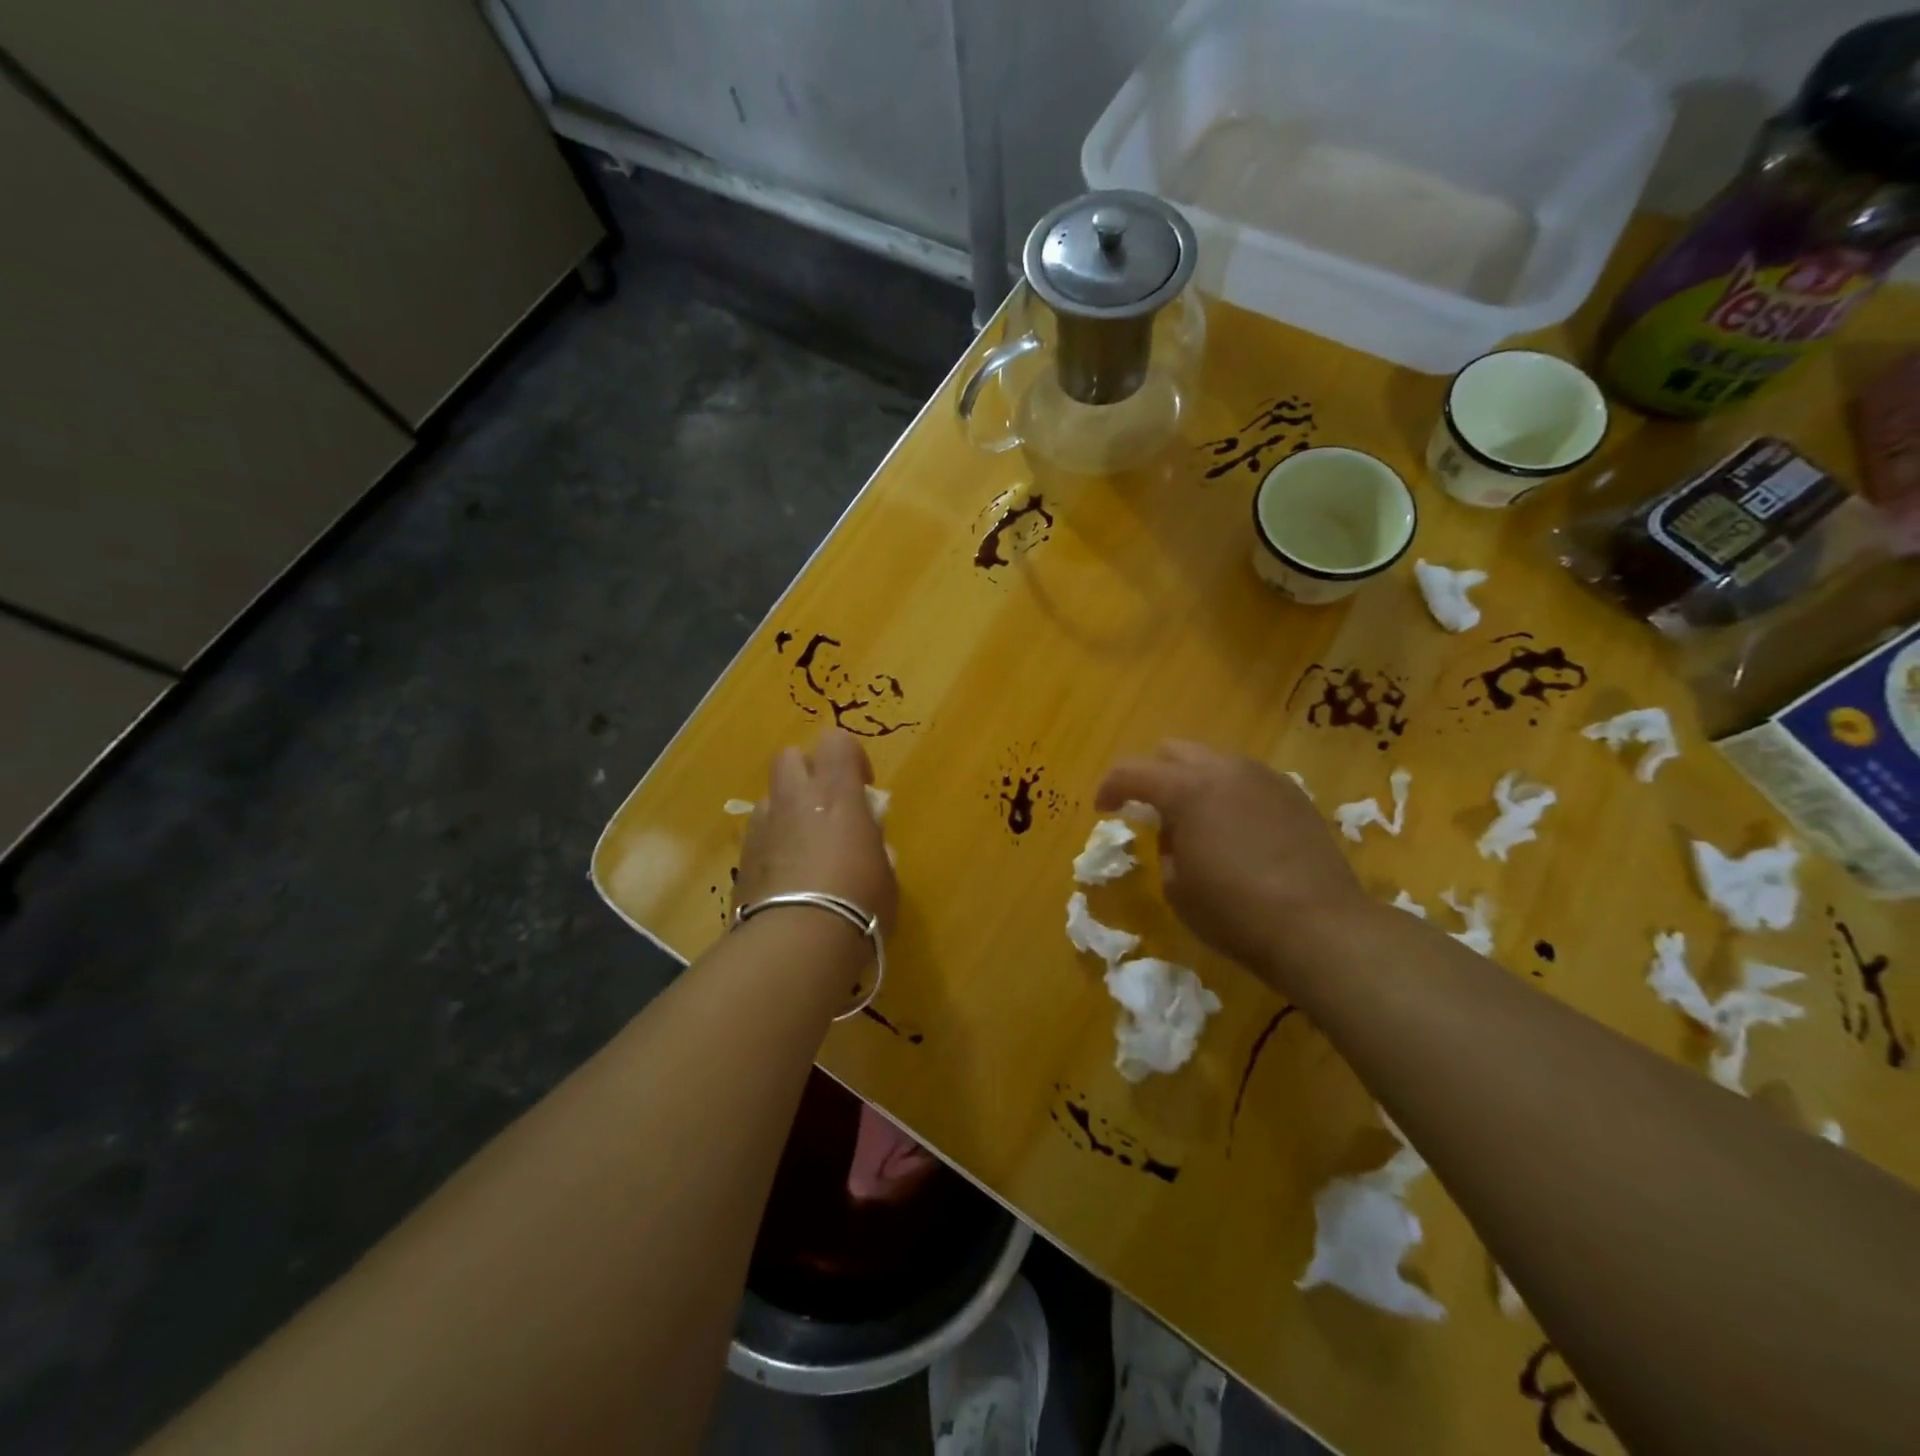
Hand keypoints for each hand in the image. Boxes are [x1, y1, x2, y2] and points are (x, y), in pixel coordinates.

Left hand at [735, 729, 897, 941]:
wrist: (798, 942)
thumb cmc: (859, 901)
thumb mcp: (885, 875)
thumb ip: (875, 850)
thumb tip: (871, 846)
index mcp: (837, 793)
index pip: (836, 741)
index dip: (850, 757)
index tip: (863, 787)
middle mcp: (795, 799)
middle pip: (790, 757)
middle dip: (807, 772)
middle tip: (827, 806)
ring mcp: (763, 827)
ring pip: (770, 797)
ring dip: (787, 811)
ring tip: (803, 846)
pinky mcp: (742, 859)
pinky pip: (758, 836)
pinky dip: (772, 845)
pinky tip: (786, 877)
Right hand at [1096, 741, 1369, 988]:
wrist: (1320, 927)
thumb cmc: (1235, 912)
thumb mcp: (1177, 886)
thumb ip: (1166, 845)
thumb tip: (1175, 829)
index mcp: (1187, 789)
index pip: (1132, 771)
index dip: (1110, 787)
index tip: (1104, 808)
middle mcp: (1225, 769)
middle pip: (1174, 751)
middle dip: (1153, 774)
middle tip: (1148, 808)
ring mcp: (1264, 778)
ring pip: (1213, 761)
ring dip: (1193, 781)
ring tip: (1195, 819)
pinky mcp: (1293, 795)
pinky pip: (1246, 780)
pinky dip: (1227, 793)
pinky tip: (1234, 828)